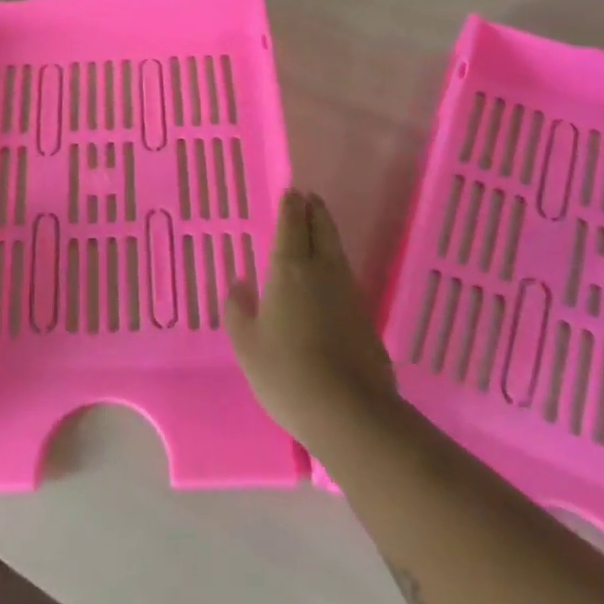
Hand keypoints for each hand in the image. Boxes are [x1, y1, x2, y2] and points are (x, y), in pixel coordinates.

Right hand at [226, 190, 398, 455]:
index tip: (293, 191)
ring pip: (336, 251)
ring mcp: (348, 293)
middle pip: (321, 230)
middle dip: (314, 211)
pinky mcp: (365, 317)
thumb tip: (240, 283)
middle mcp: (322, 272)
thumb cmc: (286, 373)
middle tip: (310, 197)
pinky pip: (345, 277)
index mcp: (289, 270)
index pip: (292, 226)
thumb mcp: (247, 345)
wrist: (349, 412)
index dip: (291, 207)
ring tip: (319, 226)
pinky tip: (330, 275)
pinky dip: (335, 264)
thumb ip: (238, 309)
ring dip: (327, 233)